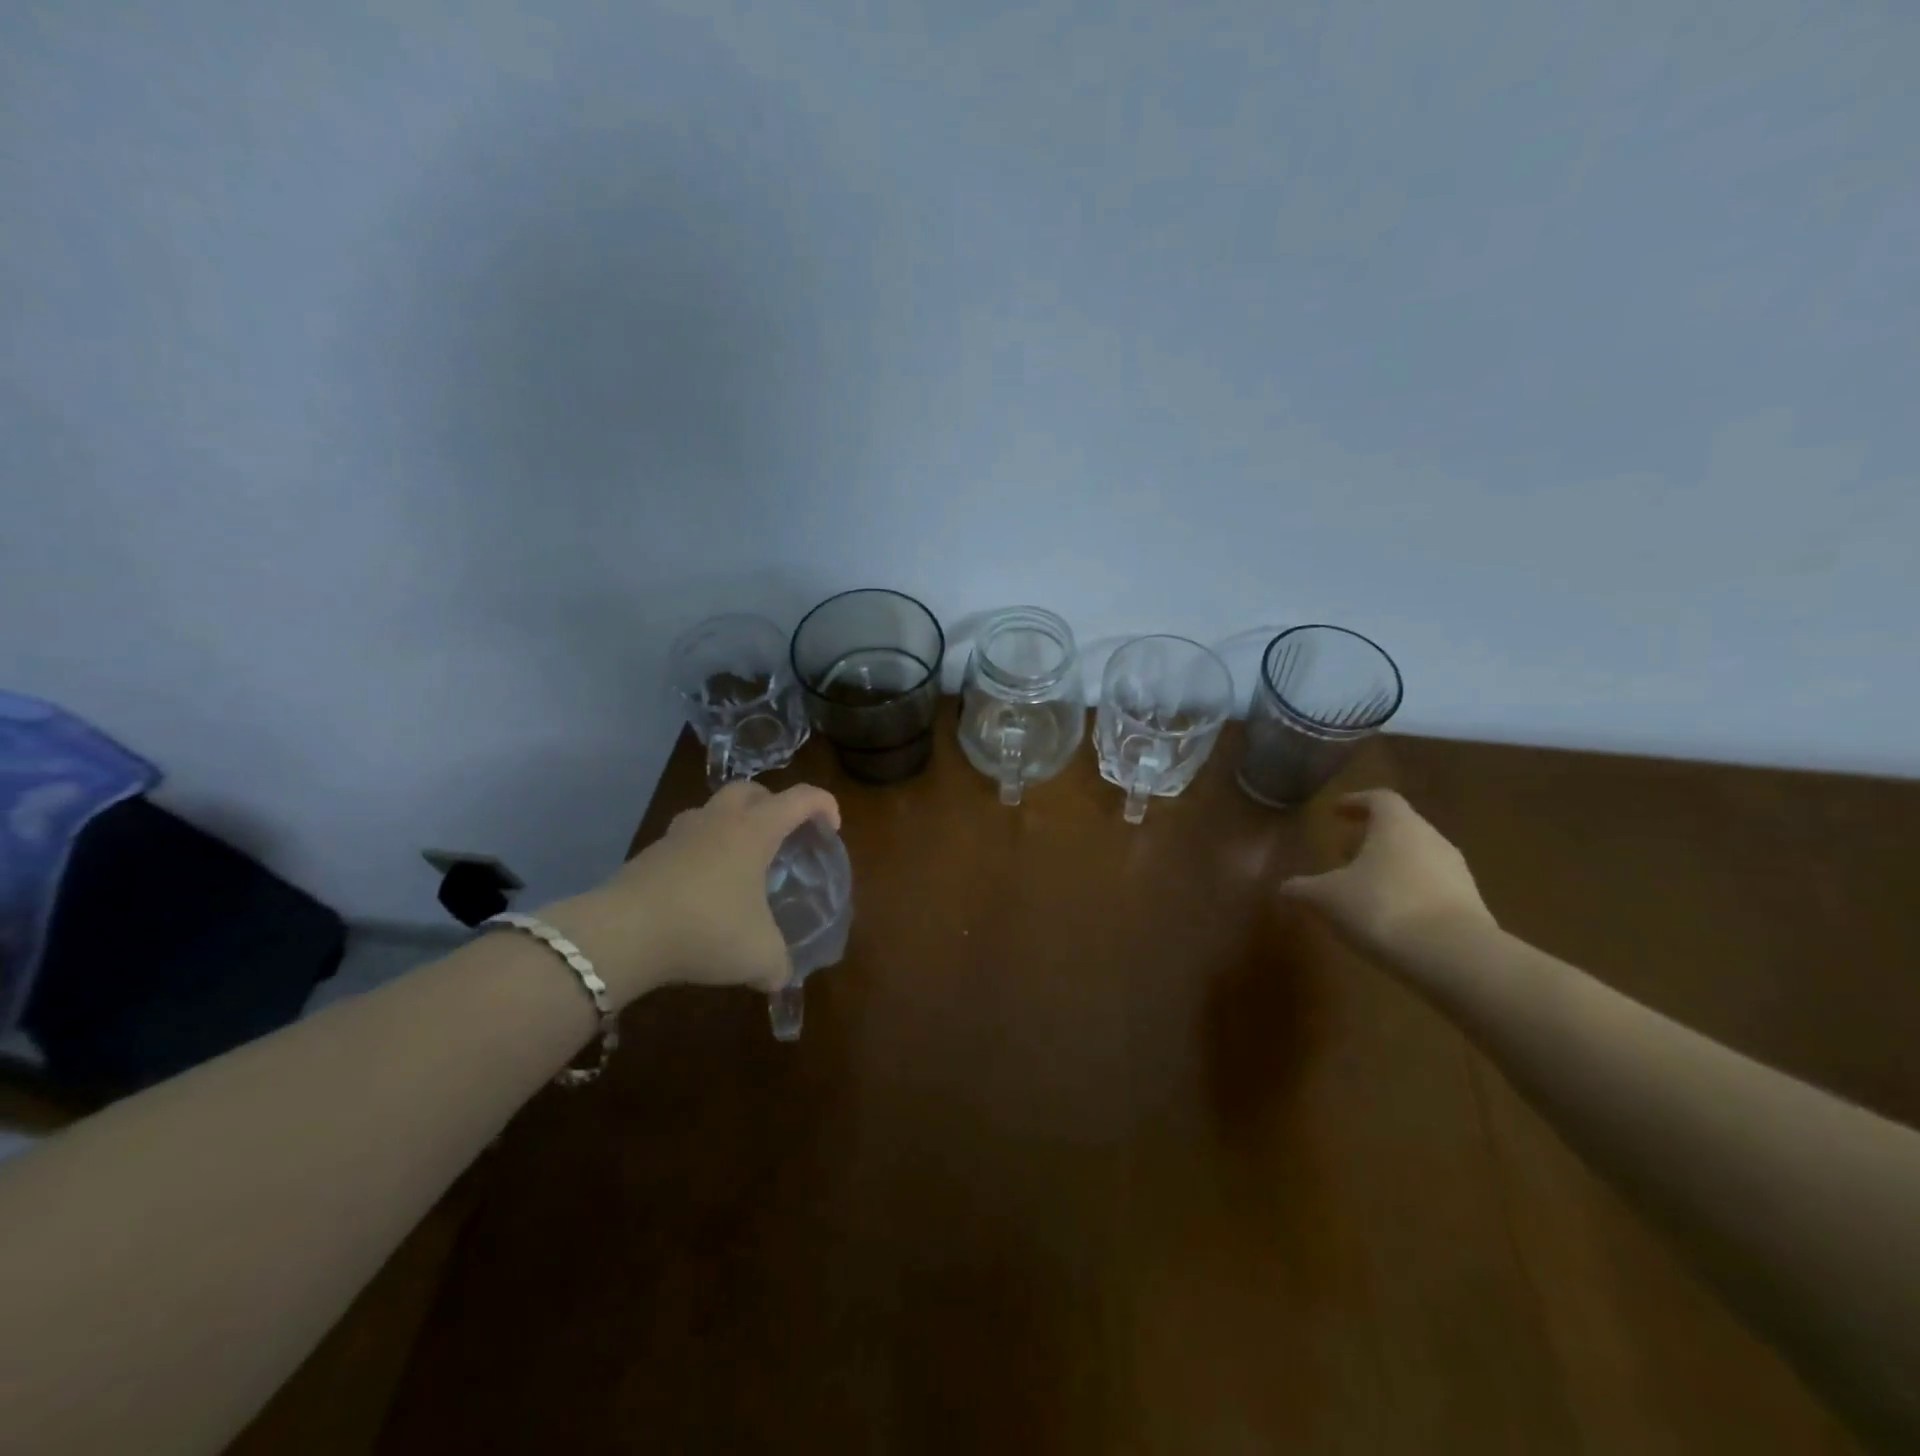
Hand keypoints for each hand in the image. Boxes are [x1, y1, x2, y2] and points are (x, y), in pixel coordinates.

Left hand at [546, 780, 840, 1004]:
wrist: (623, 933)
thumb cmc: (706, 929)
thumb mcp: (759, 956)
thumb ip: (779, 965)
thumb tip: (782, 977)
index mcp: (755, 830)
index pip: (800, 798)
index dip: (824, 805)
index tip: (832, 829)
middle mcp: (719, 820)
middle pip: (751, 789)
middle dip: (773, 804)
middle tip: (782, 835)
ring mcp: (680, 833)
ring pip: (713, 810)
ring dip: (732, 824)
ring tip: (740, 861)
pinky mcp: (650, 854)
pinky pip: (686, 839)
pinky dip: (702, 852)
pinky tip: (703, 888)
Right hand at [1279, 790, 1494, 961]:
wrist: (1454, 957)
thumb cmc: (1382, 908)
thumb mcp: (1327, 898)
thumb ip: (1304, 888)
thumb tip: (1285, 887)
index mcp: (1397, 825)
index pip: (1378, 799)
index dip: (1355, 802)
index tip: (1336, 811)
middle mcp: (1430, 839)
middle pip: (1401, 827)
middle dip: (1371, 836)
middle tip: (1344, 849)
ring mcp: (1456, 872)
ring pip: (1418, 857)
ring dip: (1391, 864)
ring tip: (1364, 884)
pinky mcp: (1470, 905)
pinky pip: (1433, 887)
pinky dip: (1409, 891)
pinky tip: (1390, 914)